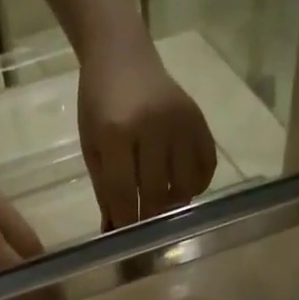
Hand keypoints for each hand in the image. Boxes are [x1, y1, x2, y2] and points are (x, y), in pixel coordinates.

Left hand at [78, 39, 217, 228]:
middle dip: (149, 220)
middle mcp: (154, 126)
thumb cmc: (98, 104)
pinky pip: (206, 167)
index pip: (124, 193)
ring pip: (184, 185)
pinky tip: (181, 190)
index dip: (125, 223)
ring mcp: (181, 122)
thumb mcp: (92, 147)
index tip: (125, 243)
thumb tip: (114, 234)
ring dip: (173, 206)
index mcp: (117, 132)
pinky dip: (196, 186)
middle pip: (156, 193)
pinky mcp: (199, 120)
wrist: (122, 55)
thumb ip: (105, 191)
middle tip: (144, 234)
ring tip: (161, 211)